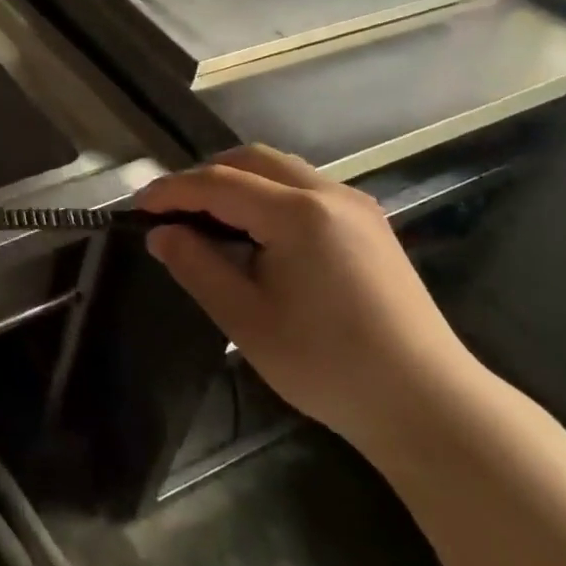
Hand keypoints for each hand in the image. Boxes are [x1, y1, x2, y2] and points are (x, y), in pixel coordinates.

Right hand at [136, 144, 479, 454]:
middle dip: (204, 175)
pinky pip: (304, 187)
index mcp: (298, 213)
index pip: (218, 182)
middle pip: (251, 159)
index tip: (137, 206)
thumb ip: (197, 266)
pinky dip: (267, 193)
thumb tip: (161, 234)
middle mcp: (329, 193)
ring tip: (207, 216)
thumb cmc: (329, 365)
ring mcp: (355, 205)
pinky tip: (255, 229)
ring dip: (237, 180)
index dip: (172, 190)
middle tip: (172, 208)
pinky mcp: (369, 223)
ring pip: (280, 168)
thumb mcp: (246, 320)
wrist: (429, 406)